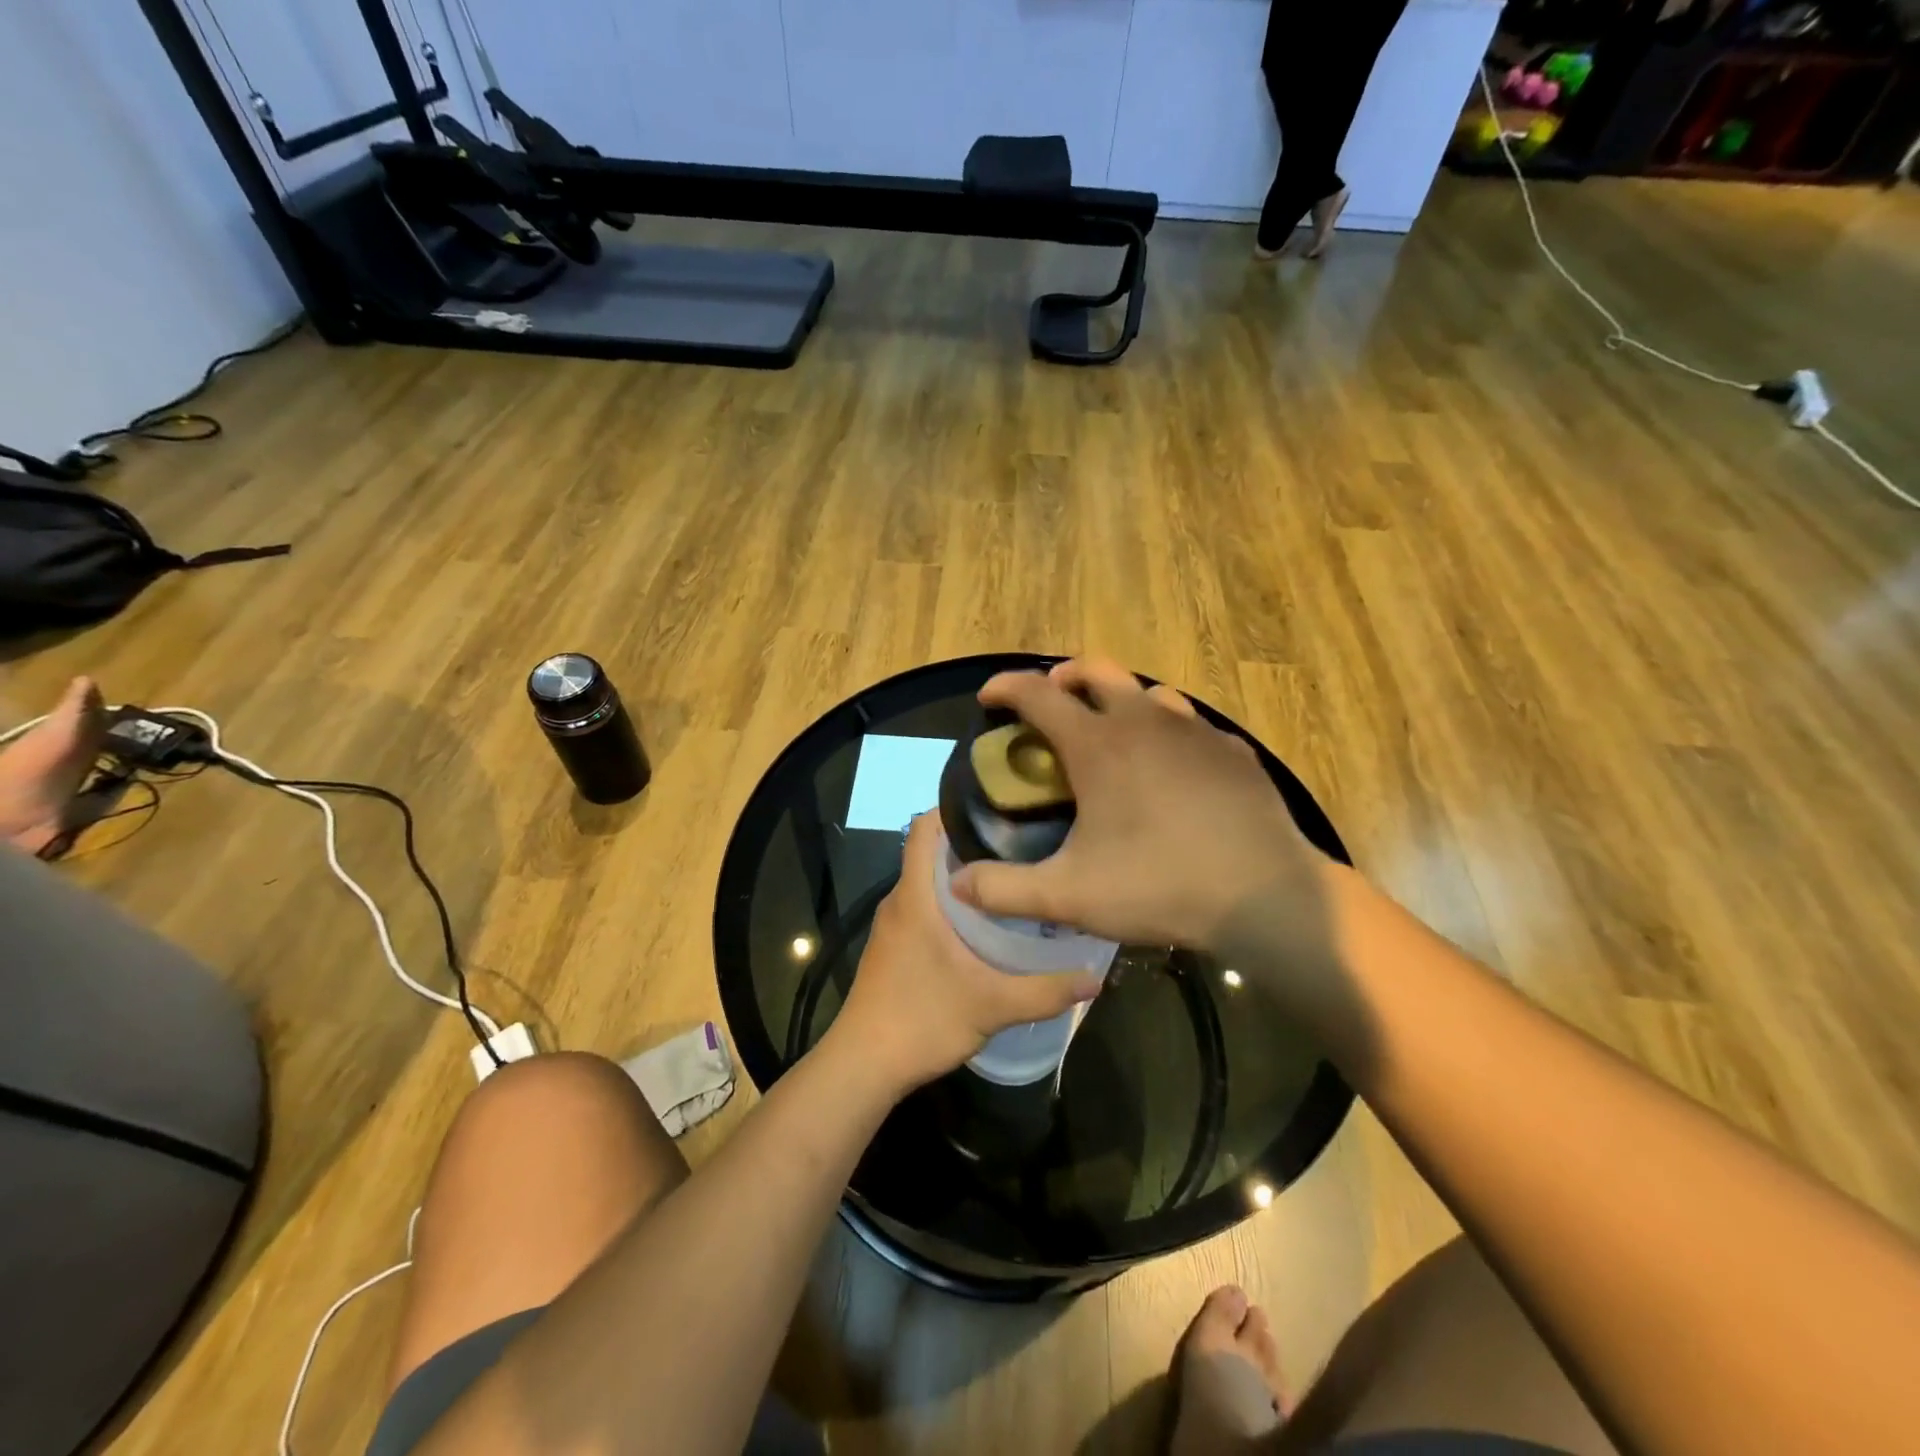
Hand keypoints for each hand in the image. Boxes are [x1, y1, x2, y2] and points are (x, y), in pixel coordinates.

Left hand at [833, 812, 1101, 1094]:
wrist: (864, 1066)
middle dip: (973, 841)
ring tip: (1013, 878)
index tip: (999, 807)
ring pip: (928, 880)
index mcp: (915, 896)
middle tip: (1023, 843)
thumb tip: (1095, 978)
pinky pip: (924, 904)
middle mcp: (900, 900)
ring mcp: (893, 924)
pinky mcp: (894, 945)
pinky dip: (952, 901)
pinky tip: (986, 923)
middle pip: (931, 850)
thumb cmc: (922, 1020)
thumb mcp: (992, 1005)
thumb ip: (1045, 990)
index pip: (922, 827)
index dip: (954, 807)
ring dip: (964, 874)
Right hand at [948, 658, 1327, 952]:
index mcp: (1098, 745)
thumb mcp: (1069, 896)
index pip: (1037, 694)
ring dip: (1116, 699)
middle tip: (1048, 704)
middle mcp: (1143, 722)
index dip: (1005, 687)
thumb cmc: (1159, 886)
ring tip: (1108, 733)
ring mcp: (1194, 732)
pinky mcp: (1231, 751)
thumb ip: (1004, 890)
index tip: (987, 698)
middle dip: (1062, 677)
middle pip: (1095, 670)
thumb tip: (956, 883)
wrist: (1265, 895)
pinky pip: (1188, 724)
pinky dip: (1164, 730)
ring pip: (1146, 691)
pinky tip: (1169, 767)